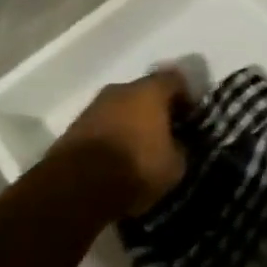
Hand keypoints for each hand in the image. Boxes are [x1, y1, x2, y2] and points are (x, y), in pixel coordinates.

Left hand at [55, 70, 190, 215]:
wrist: (77, 186)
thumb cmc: (135, 168)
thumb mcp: (174, 166)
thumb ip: (180, 148)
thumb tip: (177, 144)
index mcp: (150, 91)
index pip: (176, 80)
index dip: (186, 97)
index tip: (191, 117)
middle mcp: (121, 89)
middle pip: (145, 92)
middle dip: (156, 110)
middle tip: (166, 134)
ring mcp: (94, 105)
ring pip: (121, 108)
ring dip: (132, 122)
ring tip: (140, 148)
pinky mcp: (75, 126)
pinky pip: (103, 124)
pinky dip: (112, 135)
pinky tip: (117, 157)